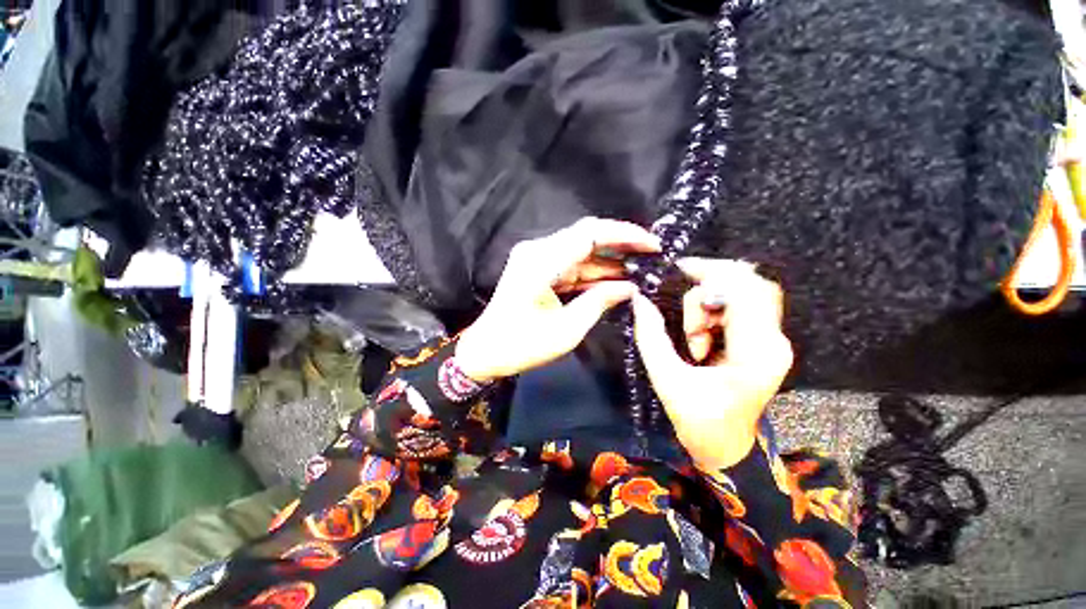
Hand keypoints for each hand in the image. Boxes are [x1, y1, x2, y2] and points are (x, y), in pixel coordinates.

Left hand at [455, 217, 659, 381]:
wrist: (486, 351)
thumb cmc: (522, 345)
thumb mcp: (567, 329)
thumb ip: (599, 301)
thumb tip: (631, 287)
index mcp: (541, 261)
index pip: (590, 234)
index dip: (624, 235)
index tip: (653, 244)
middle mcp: (538, 250)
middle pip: (587, 236)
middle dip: (621, 244)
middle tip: (652, 255)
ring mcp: (537, 258)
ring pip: (582, 251)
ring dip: (609, 260)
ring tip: (642, 267)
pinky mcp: (539, 269)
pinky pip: (572, 265)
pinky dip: (594, 272)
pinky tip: (617, 278)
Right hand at [632, 258, 792, 469]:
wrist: (728, 449)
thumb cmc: (699, 422)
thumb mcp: (667, 379)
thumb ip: (651, 336)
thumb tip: (640, 300)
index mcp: (755, 352)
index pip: (742, 292)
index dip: (710, 273)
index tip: (678, 270)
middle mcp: (774, 341)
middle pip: (753, 284)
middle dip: (712, 281)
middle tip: (682, 291)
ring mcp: (774, 341)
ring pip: (748, 292)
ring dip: (712, 301)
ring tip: (693, 336)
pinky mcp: (765, 343)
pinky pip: (744, 307)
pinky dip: (717, 309)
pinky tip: (701, 334)